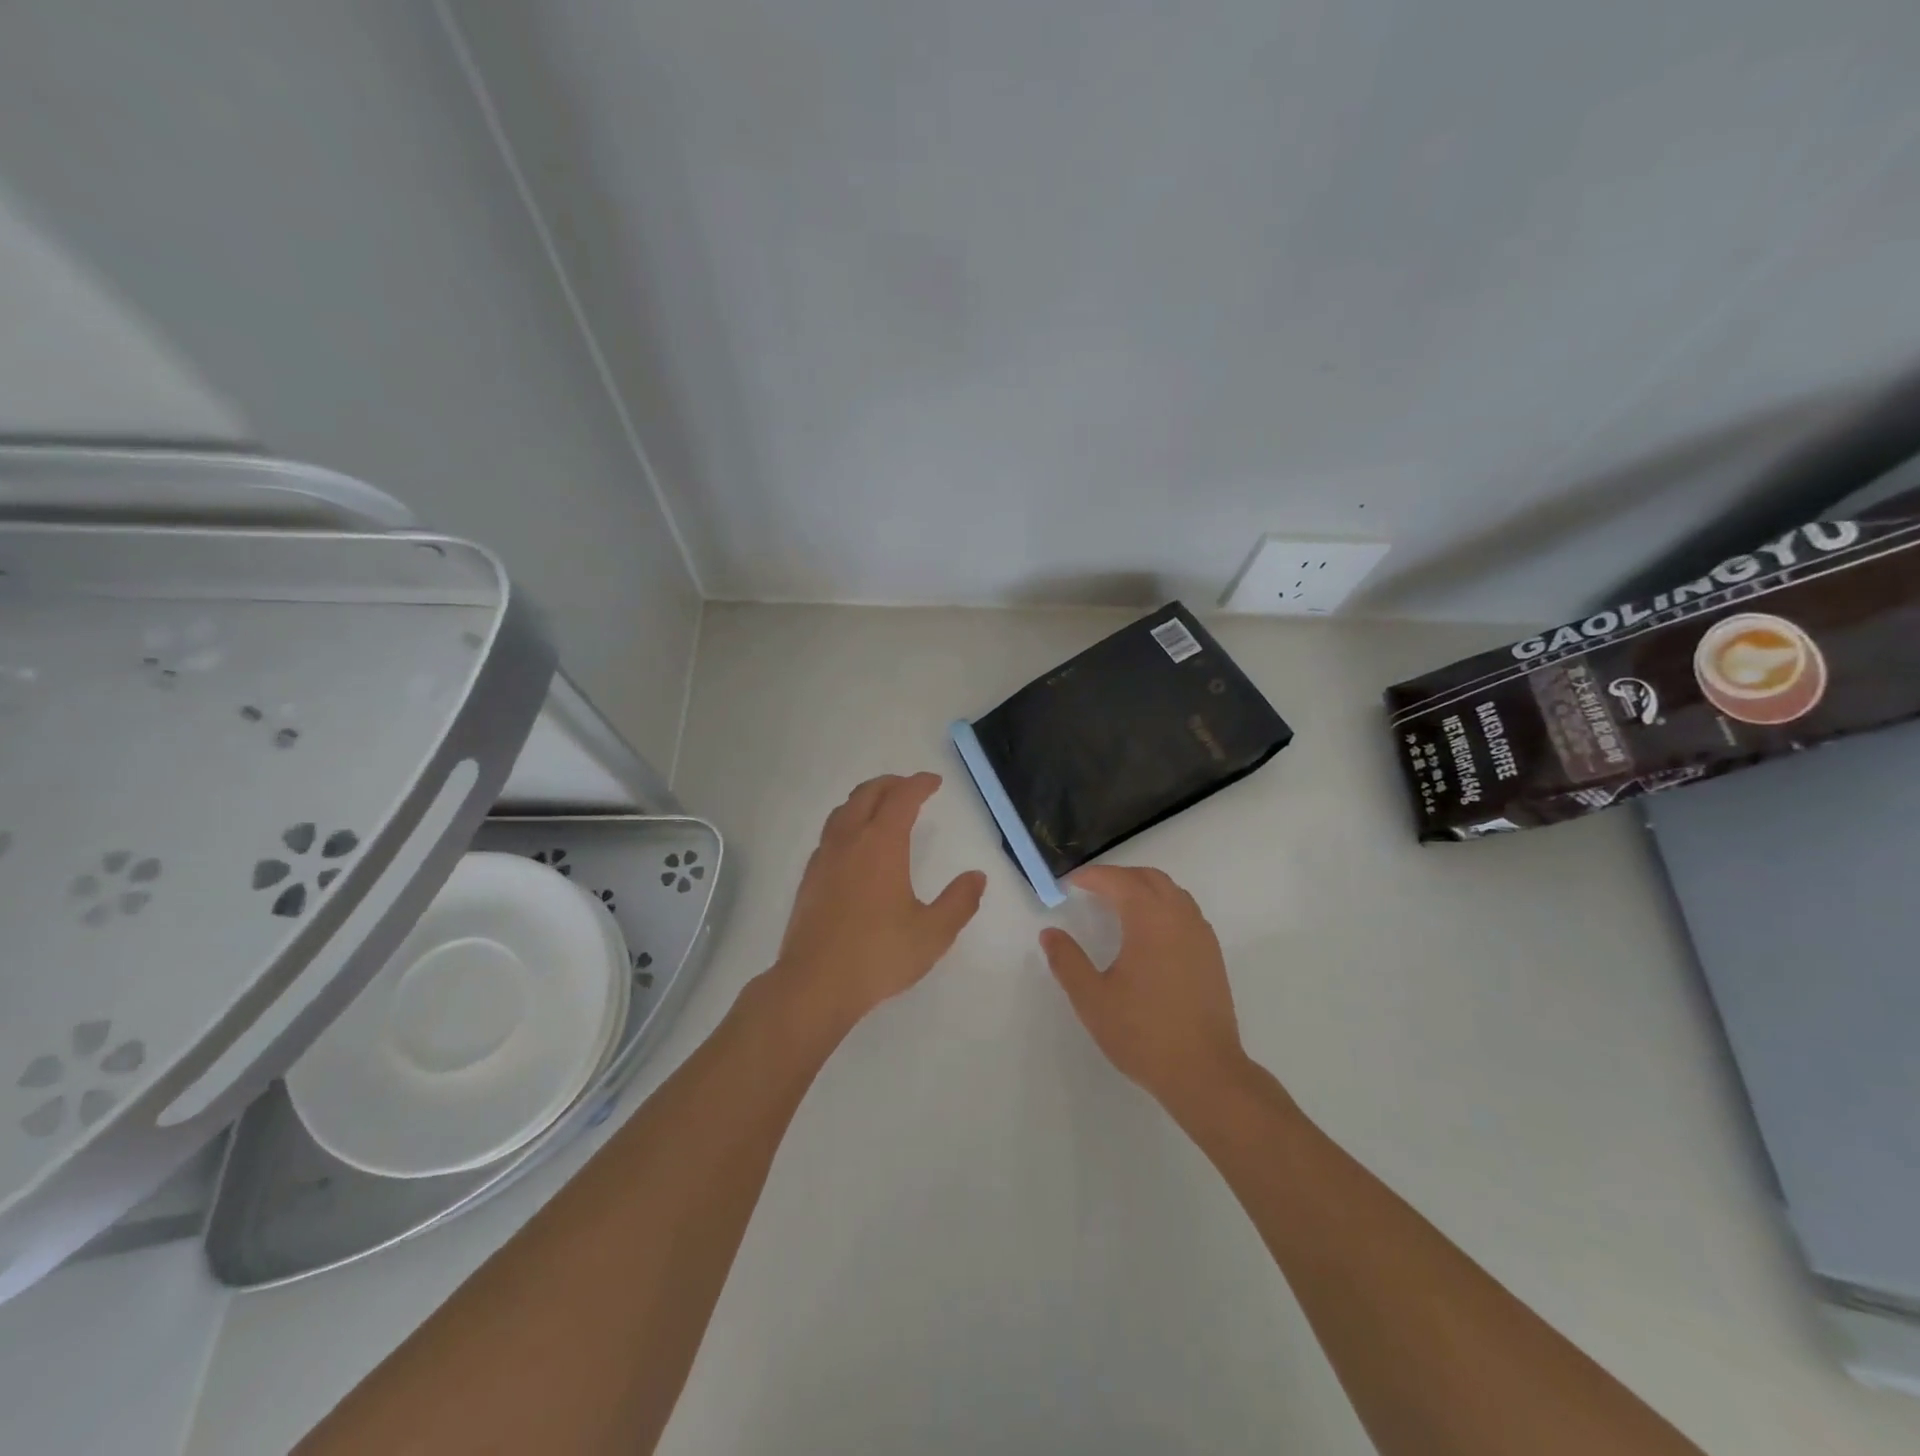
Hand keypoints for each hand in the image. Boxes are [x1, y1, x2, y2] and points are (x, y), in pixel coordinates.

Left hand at [770, 773, 986, 1035]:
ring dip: (865, 800)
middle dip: (891, 784)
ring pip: (843, 811)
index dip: (919, 785)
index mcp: (881, 844)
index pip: (901, 798)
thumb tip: (977, 877)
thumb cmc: (878, 955)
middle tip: (910, 787)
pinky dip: (848, 823)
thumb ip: (959, 902)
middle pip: (867, 795)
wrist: (814, 984)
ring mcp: (824, 859)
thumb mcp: (933, 933)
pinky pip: (830, 834)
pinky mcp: (809, 879)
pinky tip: (855, 846)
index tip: (934, 782)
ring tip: (881, 807)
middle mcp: (849, 841)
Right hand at [1040, 866, 1246, 1110]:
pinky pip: (1186, 911)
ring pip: (1172, 892)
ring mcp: (1201, 935)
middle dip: (1118, 876)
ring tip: (1118, 904)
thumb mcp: (1092, 999)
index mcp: (1149, 920)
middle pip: (1148, 878)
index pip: (1119, 881)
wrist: (1204, 1072)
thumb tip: (1050, 933)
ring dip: (1143, 888)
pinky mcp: (1212, 955)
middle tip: (1091, 889)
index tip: (1070, 882)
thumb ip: (1067, 961)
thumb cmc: (1143, 1033)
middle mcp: (1179, 918)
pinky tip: (1149, 931)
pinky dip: (1163, 905)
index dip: (1092, 876)